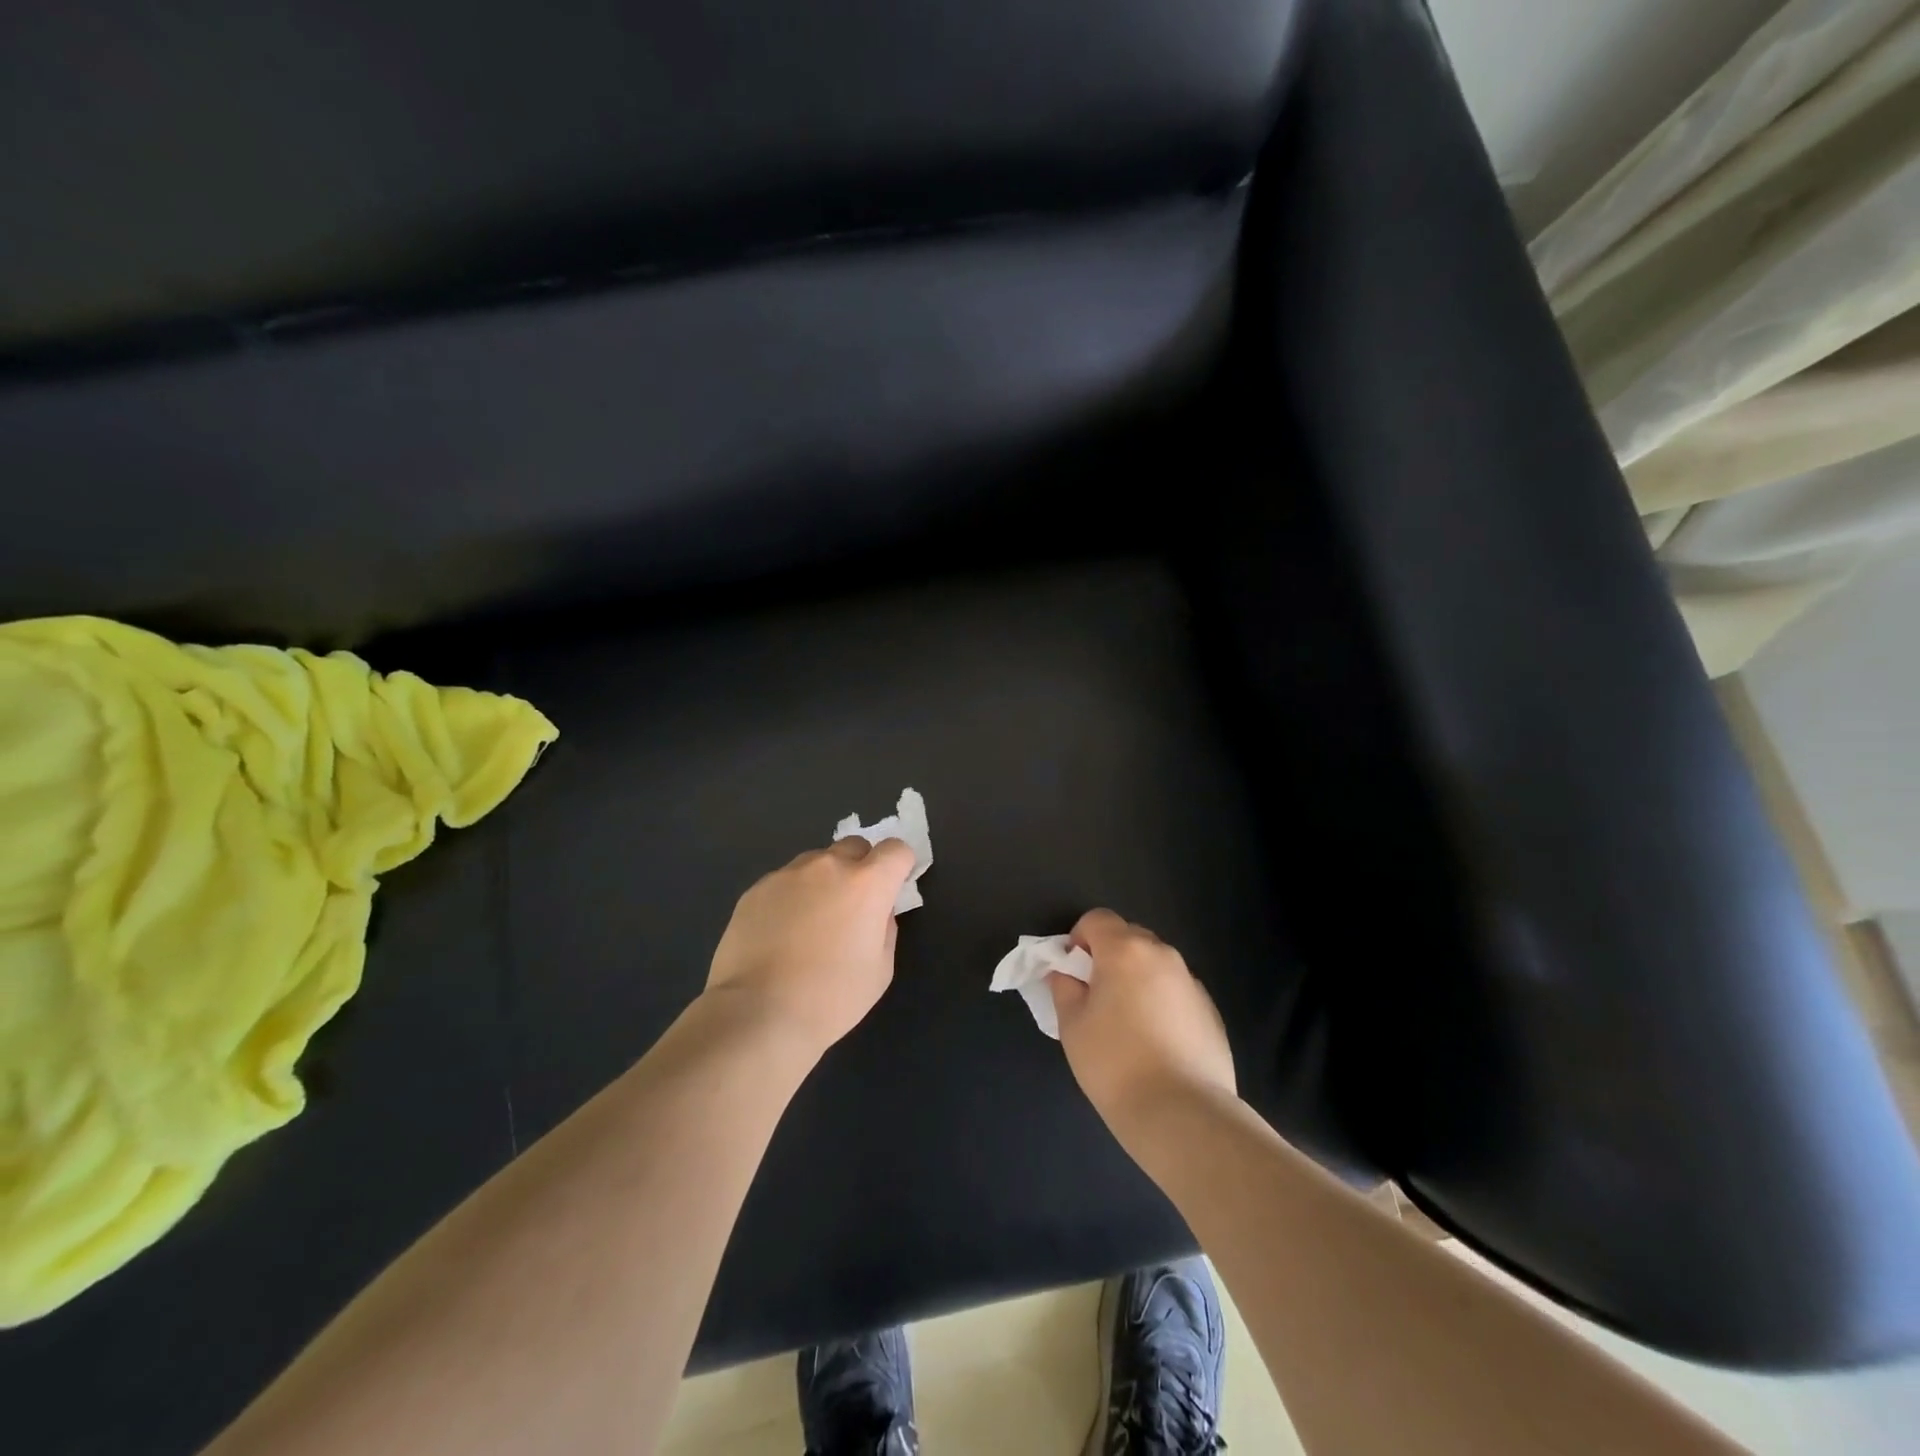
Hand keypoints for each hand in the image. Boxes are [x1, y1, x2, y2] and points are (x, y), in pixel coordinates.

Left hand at [705, 837, 916, 1055]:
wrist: (758, 1014)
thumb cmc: (831, 998)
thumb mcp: (880, 969)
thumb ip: (884, 927)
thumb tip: (875, 912)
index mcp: (867, 884)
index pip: (896, 849)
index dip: (899, 866)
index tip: (892, 889)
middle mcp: (828, 867)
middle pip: (854, 846)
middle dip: (860, 868)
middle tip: (850, 907)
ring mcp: (787, 874)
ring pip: (815, 863)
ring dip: (822, 881)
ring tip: (808, 924)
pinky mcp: (756, 889)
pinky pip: (784, 882)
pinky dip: (790, 898)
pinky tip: (778, 935)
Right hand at [1049, 908, 1236, 1131]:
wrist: (1183, 1114)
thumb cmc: (1115, 1063)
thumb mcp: (1072, 1025)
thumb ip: (1064, 989)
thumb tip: (1066, 974)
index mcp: (1125, 950)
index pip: (1097, 918)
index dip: (1079, 939)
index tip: (1073, 973)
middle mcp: (1163, 956)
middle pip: (1129, 937)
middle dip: (1109, 957)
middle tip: (1097, 997)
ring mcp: (1192, 983)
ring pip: (1156, 966)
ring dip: (1137, 980)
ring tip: (1128, 1026)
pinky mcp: (1211, 1012)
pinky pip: (1177, 993)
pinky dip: (1162, 1004)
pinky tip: (1157, 1045)